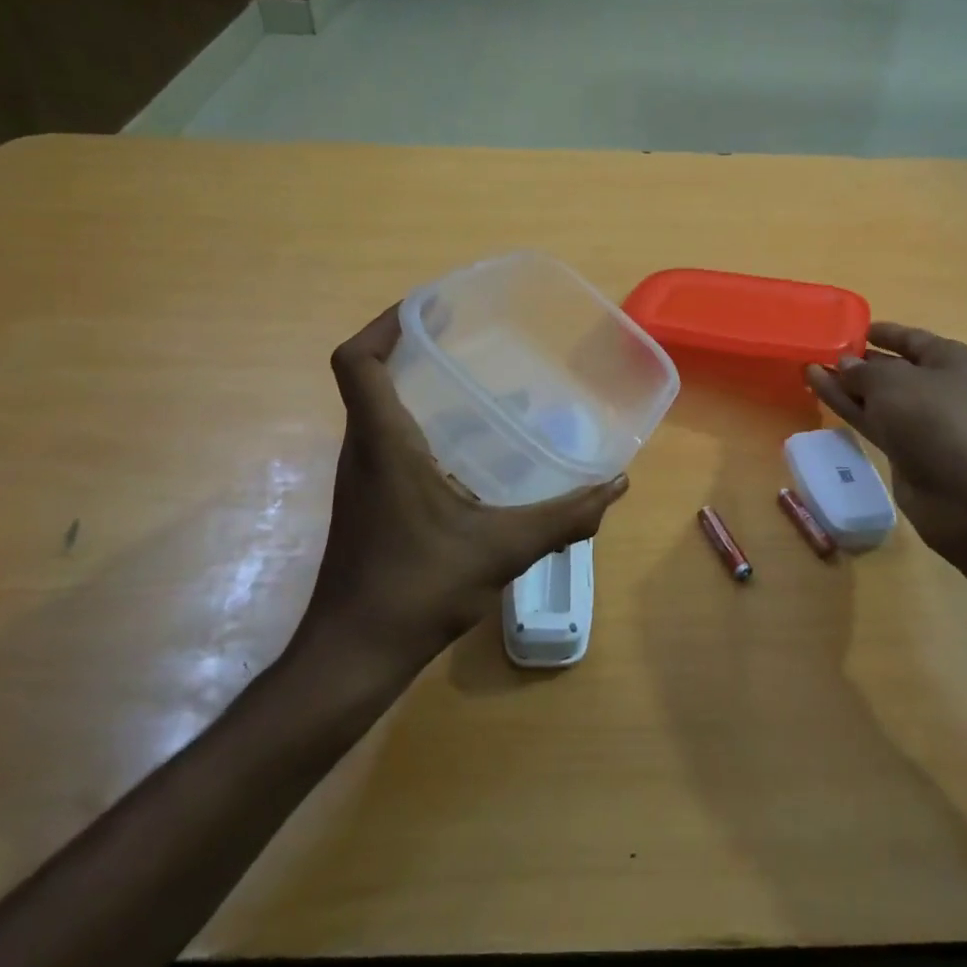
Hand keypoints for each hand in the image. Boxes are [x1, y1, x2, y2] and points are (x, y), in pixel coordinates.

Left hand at [295, 306, 628, 675]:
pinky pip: (388, 440)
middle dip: (411, 346)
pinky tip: (469, 450)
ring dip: (418, 387)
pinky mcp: (368, 501)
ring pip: (380, 410)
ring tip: (475, 383)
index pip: (355, 360)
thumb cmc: (415, 590)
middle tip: (466, 336)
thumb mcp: (500, 549)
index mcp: (382, 441)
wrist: (351, 657)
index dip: (384, 323)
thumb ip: (563, 517)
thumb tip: (615, 486)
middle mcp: (362, 448)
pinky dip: (422, 425)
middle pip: (369, 376)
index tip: (430, 308)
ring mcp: (361, 477)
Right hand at [805, 323, 966, 556]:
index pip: (910, 338)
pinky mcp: (905, 448)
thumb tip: (845, 364)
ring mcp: (921, 420)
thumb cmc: (933, 419)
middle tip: (818, 351)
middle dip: (857, 361)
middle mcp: (937, 386)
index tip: (847, 328)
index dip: (880, 332)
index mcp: (948, 360)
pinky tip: (819, 391)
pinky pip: (872, 419)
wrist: (963, 492)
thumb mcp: (891, 382)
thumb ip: (862, 370)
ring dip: (845, 384)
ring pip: (876, 396)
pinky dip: (847, 406)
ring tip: (808, 369)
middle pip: (892, 367)